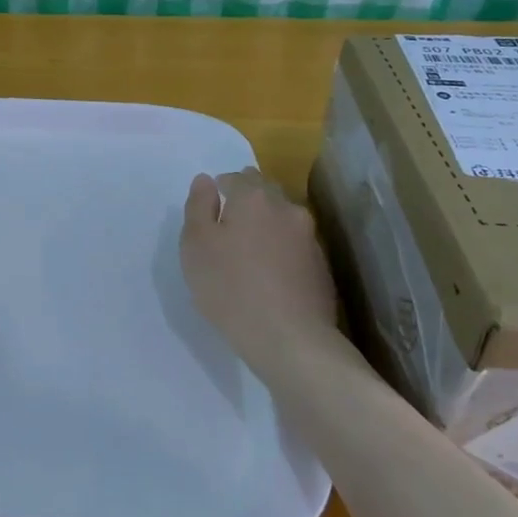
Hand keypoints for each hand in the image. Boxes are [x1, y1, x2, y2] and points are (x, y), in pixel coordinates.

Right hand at [179, 168, 340, 366]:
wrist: (289, 338)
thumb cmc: (230, 287)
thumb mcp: (195, 244)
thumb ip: (198, 206)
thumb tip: (205, 180)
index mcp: (253, 198)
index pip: (235, 178)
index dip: (219, 189)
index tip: (209, 210)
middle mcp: (287, 209)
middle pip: (264, 192)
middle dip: (246, 200)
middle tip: (227, 224)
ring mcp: (309, 238)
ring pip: (282, 219)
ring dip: (266, 225)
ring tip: (249, 249)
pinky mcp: (322, 266)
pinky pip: (295, 246)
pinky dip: (281, 249)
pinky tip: (269, 272)